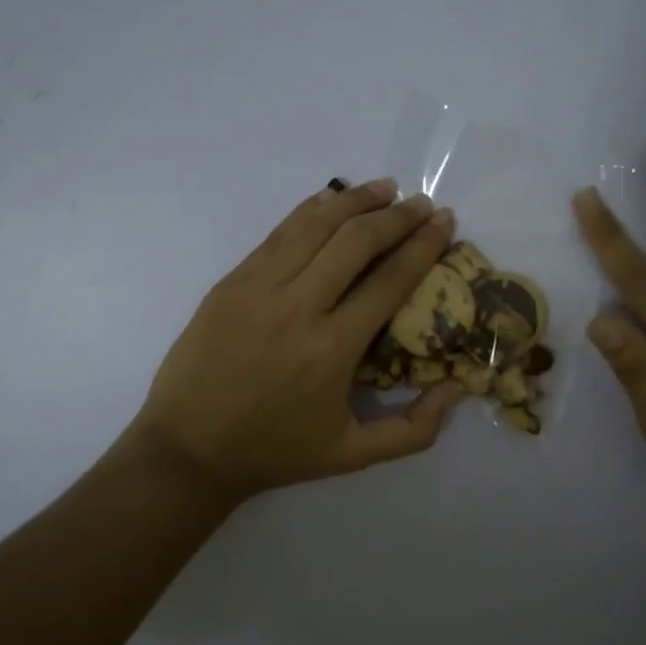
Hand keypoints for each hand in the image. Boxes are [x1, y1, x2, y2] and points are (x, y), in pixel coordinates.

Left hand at [132, 178, 467, 504]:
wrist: (187, 449)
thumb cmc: (275, 451)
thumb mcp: (352, 456)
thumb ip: (415, 430)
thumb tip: (458, 386)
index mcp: (332, 349)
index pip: (390, 280)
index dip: (423, 245)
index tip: (445, 222)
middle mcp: (297, 307)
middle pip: (356, 241)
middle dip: (397, 216)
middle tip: (422, 204)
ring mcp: (259, 288)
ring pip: (315, 225)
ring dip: (356, 200)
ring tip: (386, 188)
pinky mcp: (232, 281)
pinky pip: (279, 233)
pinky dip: (311, 210)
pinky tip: (332, 200)